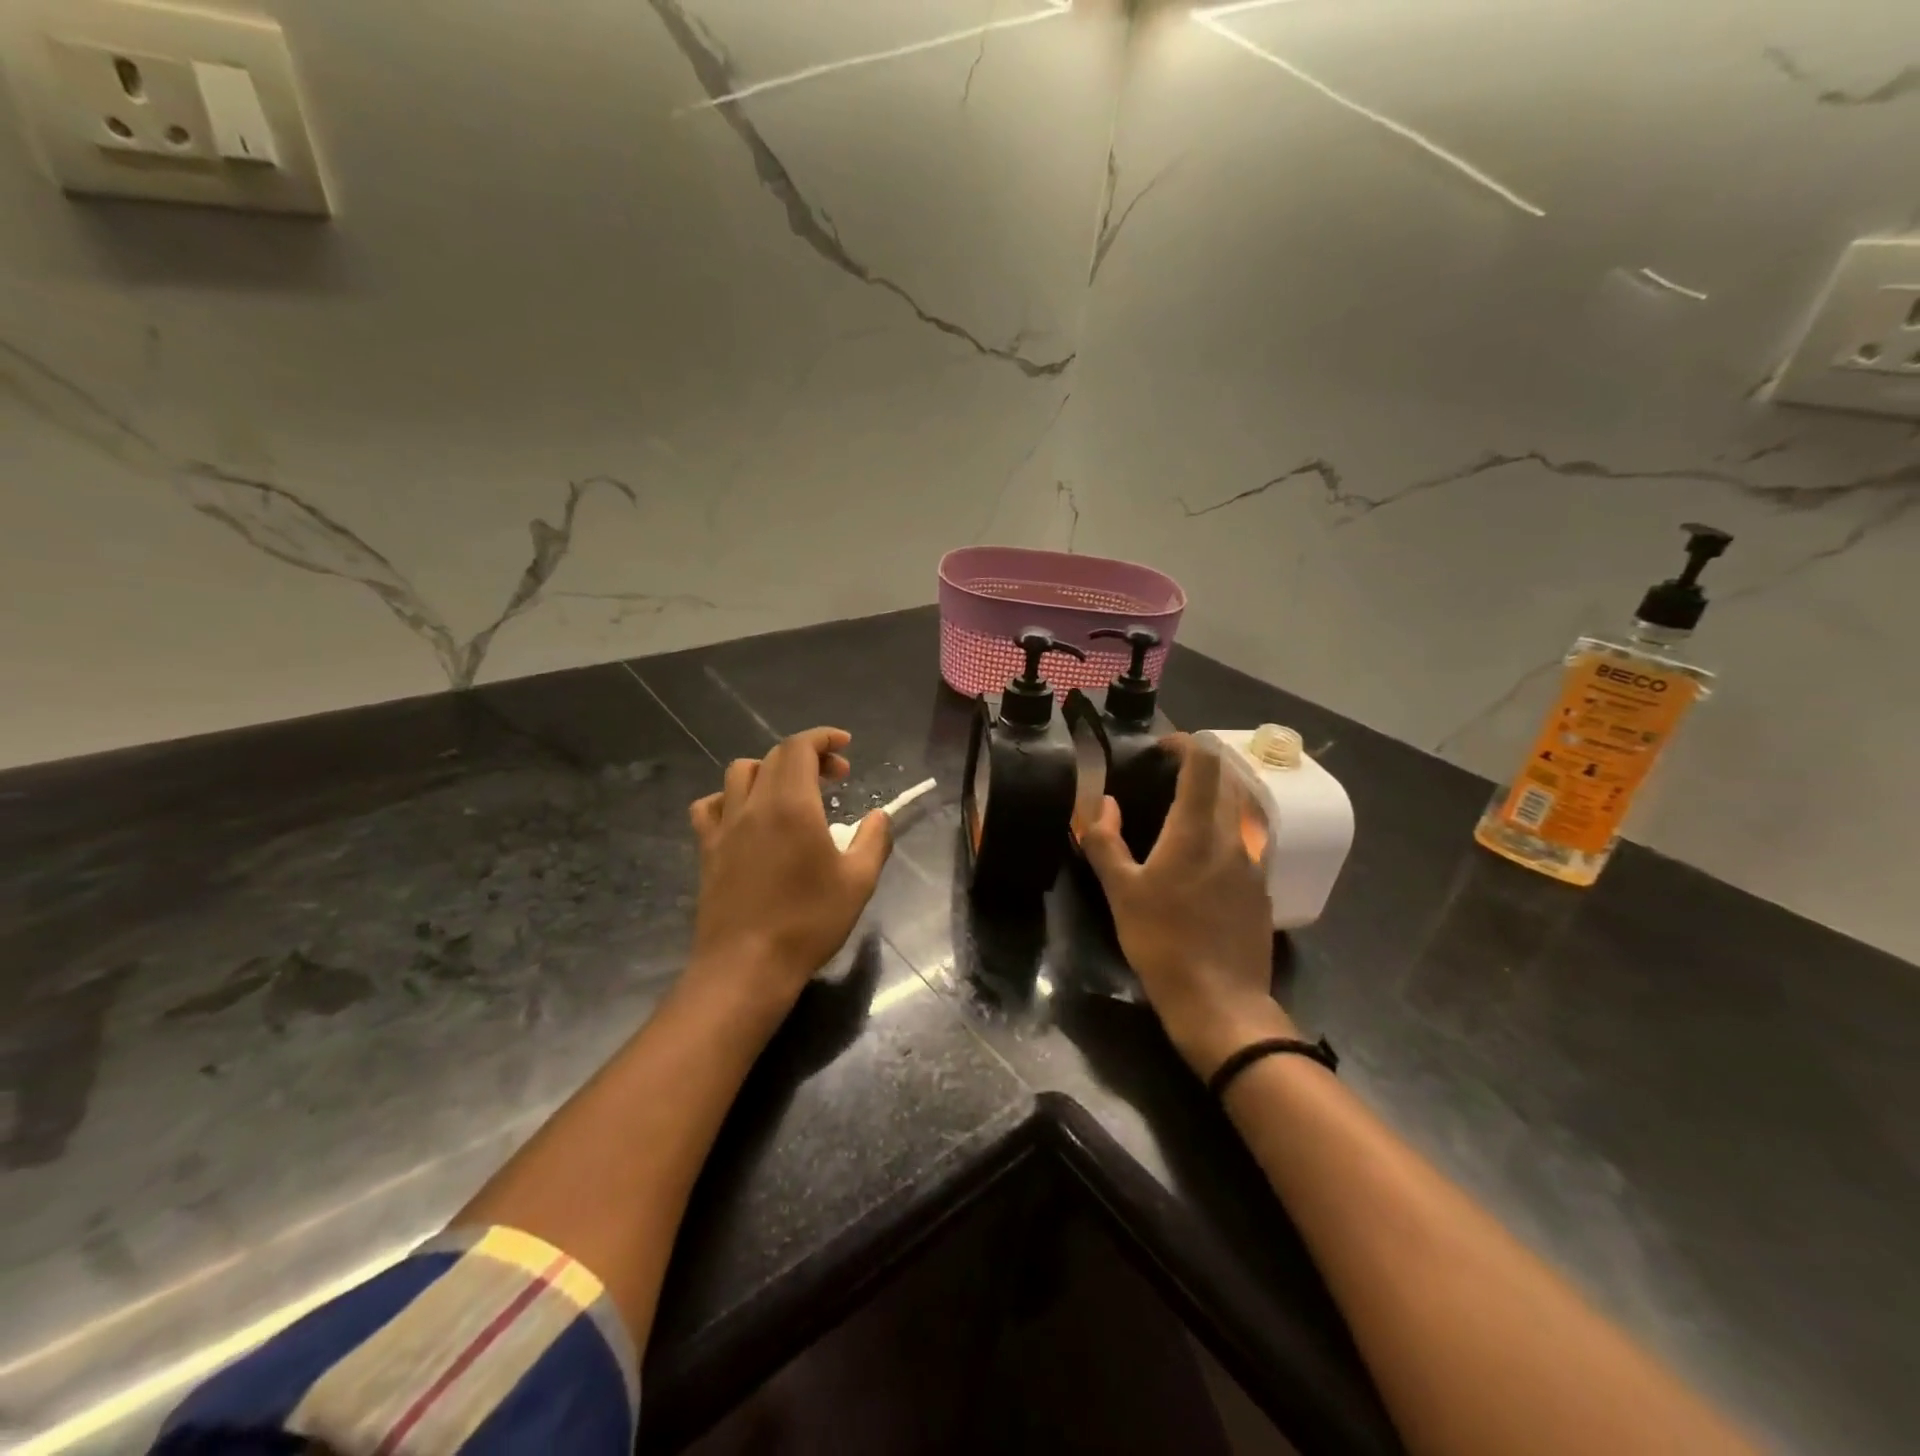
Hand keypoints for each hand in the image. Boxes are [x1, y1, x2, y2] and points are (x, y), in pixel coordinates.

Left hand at [686, 727, 891, 1015]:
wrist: (746, 966)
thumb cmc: (808, 922)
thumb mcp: (859, 882)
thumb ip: (875, 840)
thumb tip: (879, 816)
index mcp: (792, 804)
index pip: (800, 747)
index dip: (823, 738)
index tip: (846, 746)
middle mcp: (753, 804)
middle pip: (774, 756)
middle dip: (808, 755)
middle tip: (835, 777)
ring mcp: (724, 826)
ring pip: (739, 773)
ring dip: (769, 770)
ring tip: (791, 792)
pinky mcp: (707, 849)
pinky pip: (710, 805)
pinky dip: (730, 798)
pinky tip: (746, 817)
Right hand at [1080, 735, 1294, 1076]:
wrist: (1220, 1002)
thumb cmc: (1162, 941)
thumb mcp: (1120, 892)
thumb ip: (1105, 842)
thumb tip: (1103, 804)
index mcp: (1195, 830)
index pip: (1204, 764)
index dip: (1187, 744)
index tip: (1163, 747)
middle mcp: (1232, 837)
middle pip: (1228, 780)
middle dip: (1202, 766)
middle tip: (1170, 774)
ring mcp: (1254, 864)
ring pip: (1241, 811)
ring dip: (1217, 797)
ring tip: (1185, 810)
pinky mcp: (1261, 890)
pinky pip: (1247, 842)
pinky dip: (1226, 830)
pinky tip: (1204, 856)